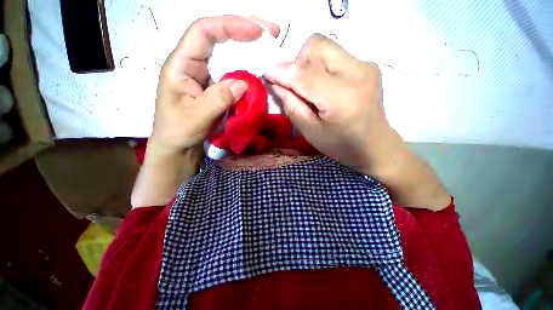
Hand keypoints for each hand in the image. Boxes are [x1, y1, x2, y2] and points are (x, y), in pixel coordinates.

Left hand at [150, 16, 279, 155]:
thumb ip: (218, 99)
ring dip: (249, 48)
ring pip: (227, 53)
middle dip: (244, 29)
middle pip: (218, 35)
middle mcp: (193, 63)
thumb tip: (244, 83)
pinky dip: (247, 68)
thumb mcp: (196, 117)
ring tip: (269, 46)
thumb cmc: (178, 132)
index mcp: (181, 65)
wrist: (178, 145)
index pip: (203, 32)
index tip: (256, 32)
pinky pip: (232, 72)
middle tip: (271, 32)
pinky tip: (259, 68)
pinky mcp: (215, 86)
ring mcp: (206, 74)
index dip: (230, 26)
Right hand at [264, 34, 400, 174]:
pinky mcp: (368, 65)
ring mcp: (366, 65)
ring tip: (310, 87)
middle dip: (298, 62)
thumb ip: (292, 106)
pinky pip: (335, 55)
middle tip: (295, 85)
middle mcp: (357, 73)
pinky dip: (322, 67)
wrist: (375, 146)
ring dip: (309, 64)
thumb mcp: (311, 132)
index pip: (304, 74)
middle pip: (316, 46)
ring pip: (325, 46)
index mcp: (341, 98)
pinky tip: (325, 87)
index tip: (267, 74)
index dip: (281, 72)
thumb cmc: (341, 145)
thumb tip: (277, 84)